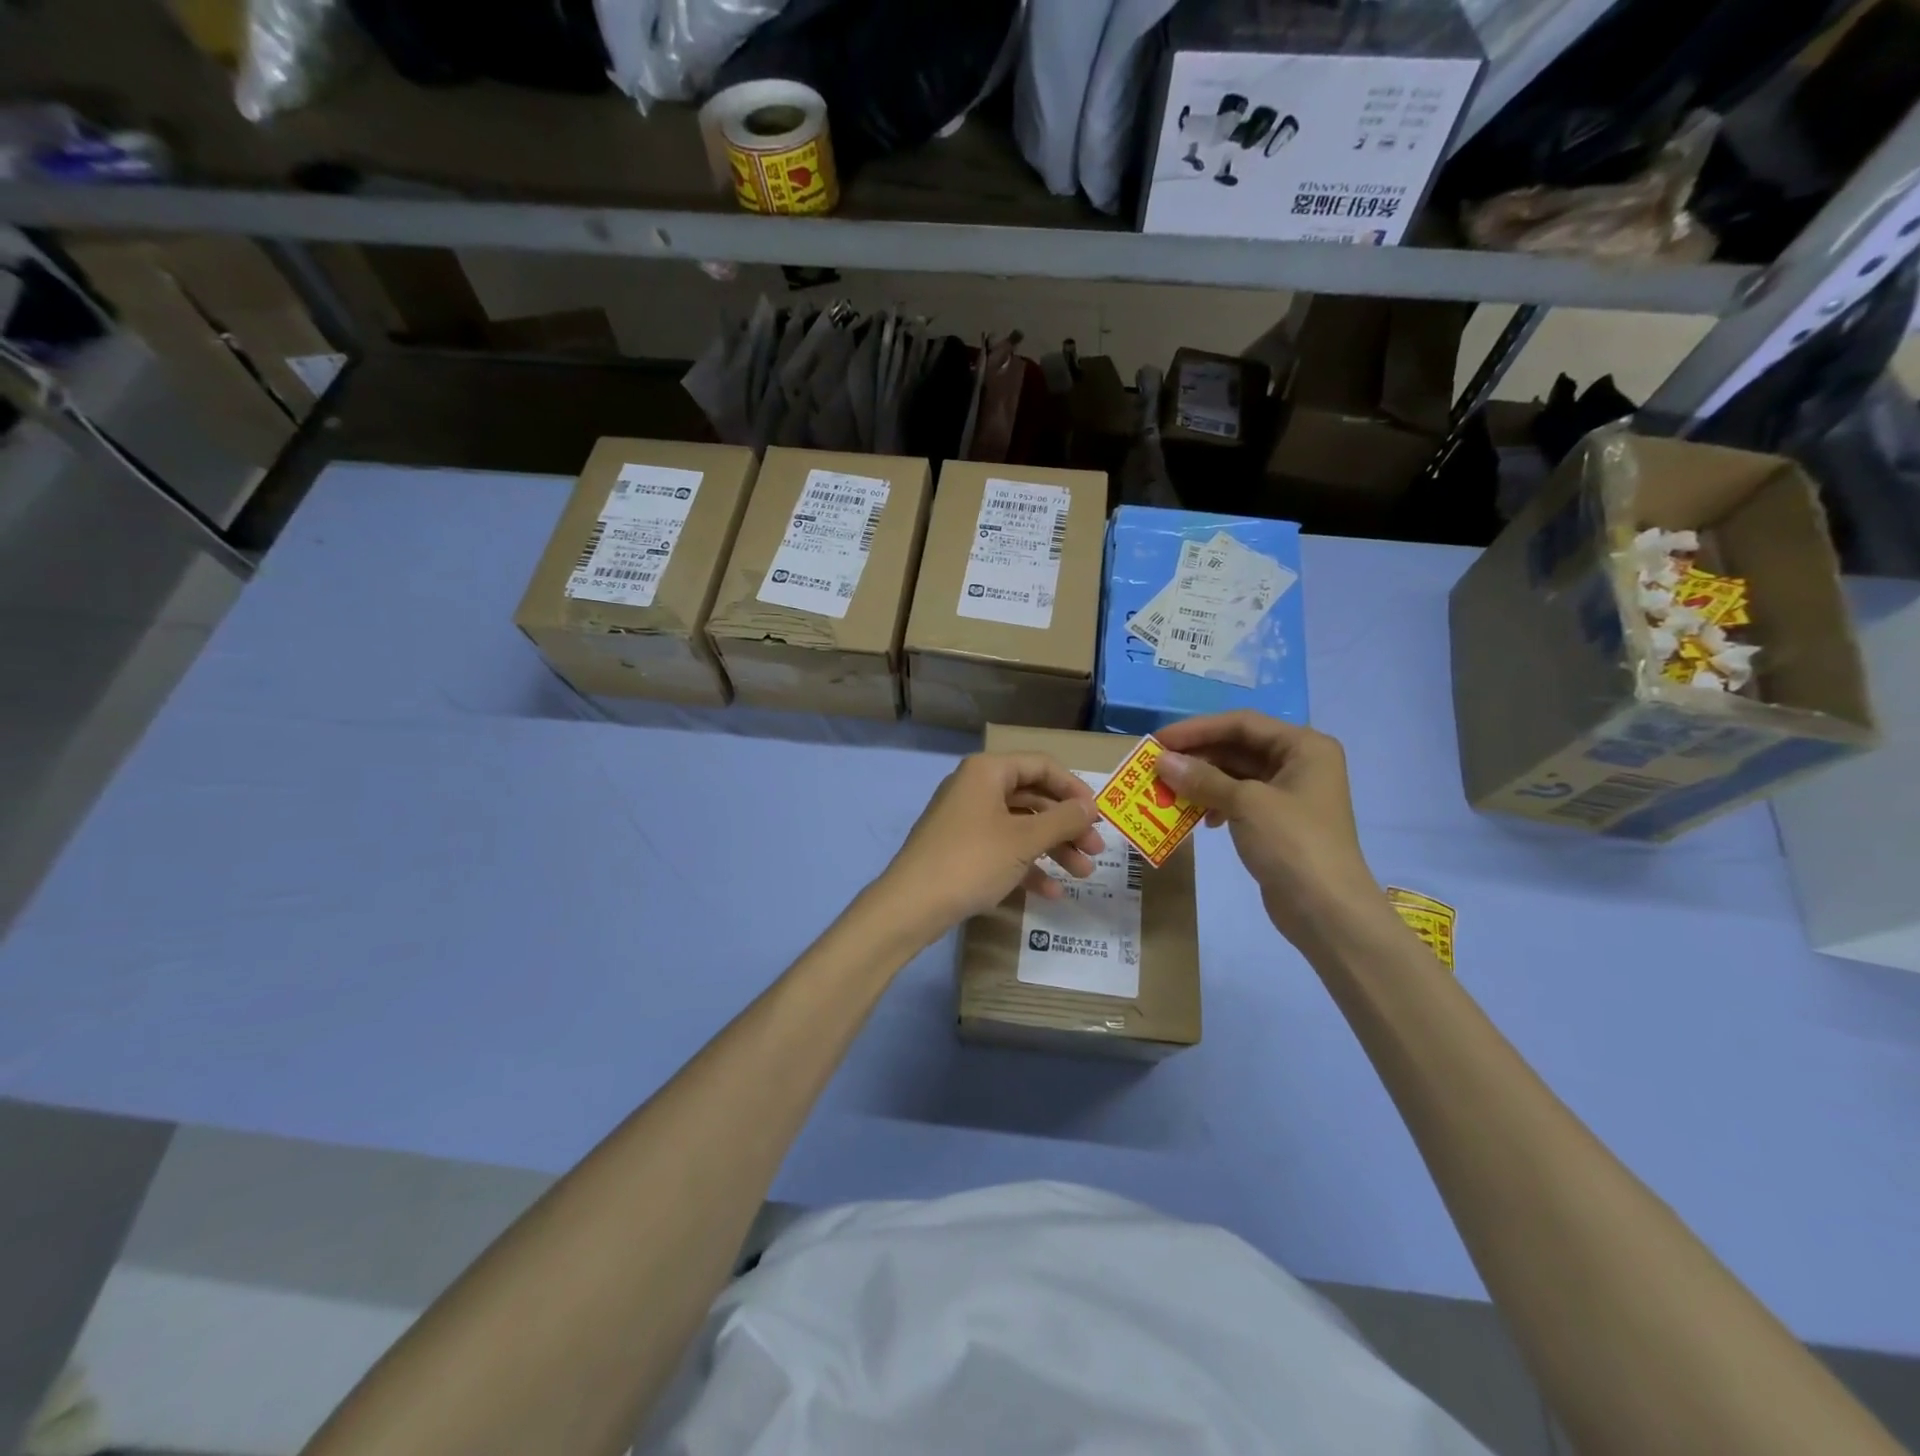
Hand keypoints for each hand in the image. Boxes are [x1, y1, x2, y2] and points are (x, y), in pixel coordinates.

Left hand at [868, 753, 1103, 944]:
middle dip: (1067, 825)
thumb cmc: (972, 860)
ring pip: (1020, 826)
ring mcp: (966, 820)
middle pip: (1033, 797)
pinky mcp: (961, 849)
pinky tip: (1051, 893)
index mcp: (987, 771)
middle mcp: (975, 788)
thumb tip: (1089, 806)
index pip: (1042, 766)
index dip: (1074, 789)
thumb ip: (1062, 820)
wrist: (912, 905)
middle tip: (1096, 851)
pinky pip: (1002, 849)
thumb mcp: (1024, 840)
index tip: (1099, 816)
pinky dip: (1027, 866)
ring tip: (1083, 875)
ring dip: (1053, 848)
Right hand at [1154, 712, 1377, 942]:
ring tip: (1167, 792)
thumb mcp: (1246, 803)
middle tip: (1156, 768)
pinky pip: (1238, 800)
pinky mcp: (1278, 822)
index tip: (1159, 741)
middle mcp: (1299, 763)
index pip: (1242, 723)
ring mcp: (1290, 794)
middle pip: (1238, 747)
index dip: (1197, 729)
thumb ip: (1202, 778)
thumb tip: (1161, 761)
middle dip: (1196, 757)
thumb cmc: (1293, 844)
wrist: (1328, 912)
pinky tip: (1198, 820)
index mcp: (1304, 746)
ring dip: (1201, 781)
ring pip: (1235, 775)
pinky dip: (1215, 804)